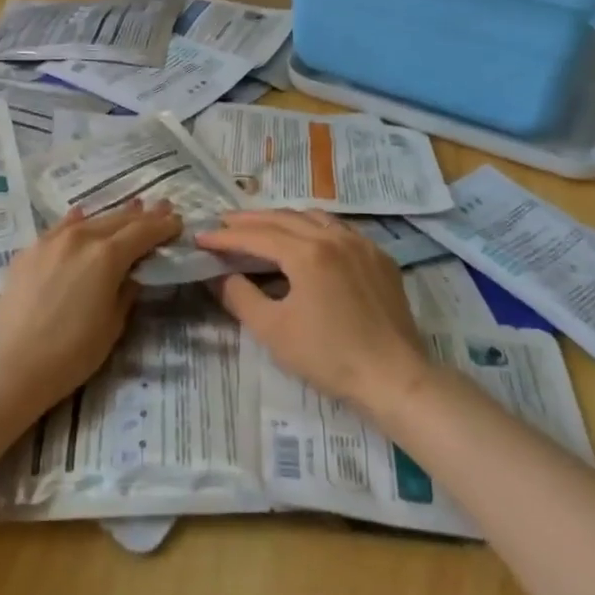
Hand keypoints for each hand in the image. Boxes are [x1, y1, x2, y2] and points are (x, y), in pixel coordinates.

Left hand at [0, 200, 181, 416]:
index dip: (163, 226)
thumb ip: (126, 291)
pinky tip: (81, 215)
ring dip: (113, 216)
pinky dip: (76, 221)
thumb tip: (131, 274)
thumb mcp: (113, 325)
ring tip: (131, 207)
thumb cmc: (70, 353)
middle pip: (118, 220)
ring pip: (89, 220)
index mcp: (107, 256)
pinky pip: (59, 228)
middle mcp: (80, 238)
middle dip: (142, 216)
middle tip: (161, 208)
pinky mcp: (28, 252)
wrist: (9, 366)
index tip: (178, 222)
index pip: (143, 232)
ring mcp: (50, 242)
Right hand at [195, 210, 433, 416]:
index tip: (201, 237)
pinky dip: (313, 227)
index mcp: (307, 252)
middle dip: (250, 220)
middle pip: (283, 218)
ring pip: (313, 217)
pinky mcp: (379, 258)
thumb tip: (217, 276)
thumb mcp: (273, 330)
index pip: (257, 236)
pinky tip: (307, 240)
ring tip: (261, 227)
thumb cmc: (328, 356)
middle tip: (224, 224)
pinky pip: (339, 229)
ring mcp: (361, 244)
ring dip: (282, 219)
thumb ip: (239, 297)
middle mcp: (334, 237)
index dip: (226, 237)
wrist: (394, 377)